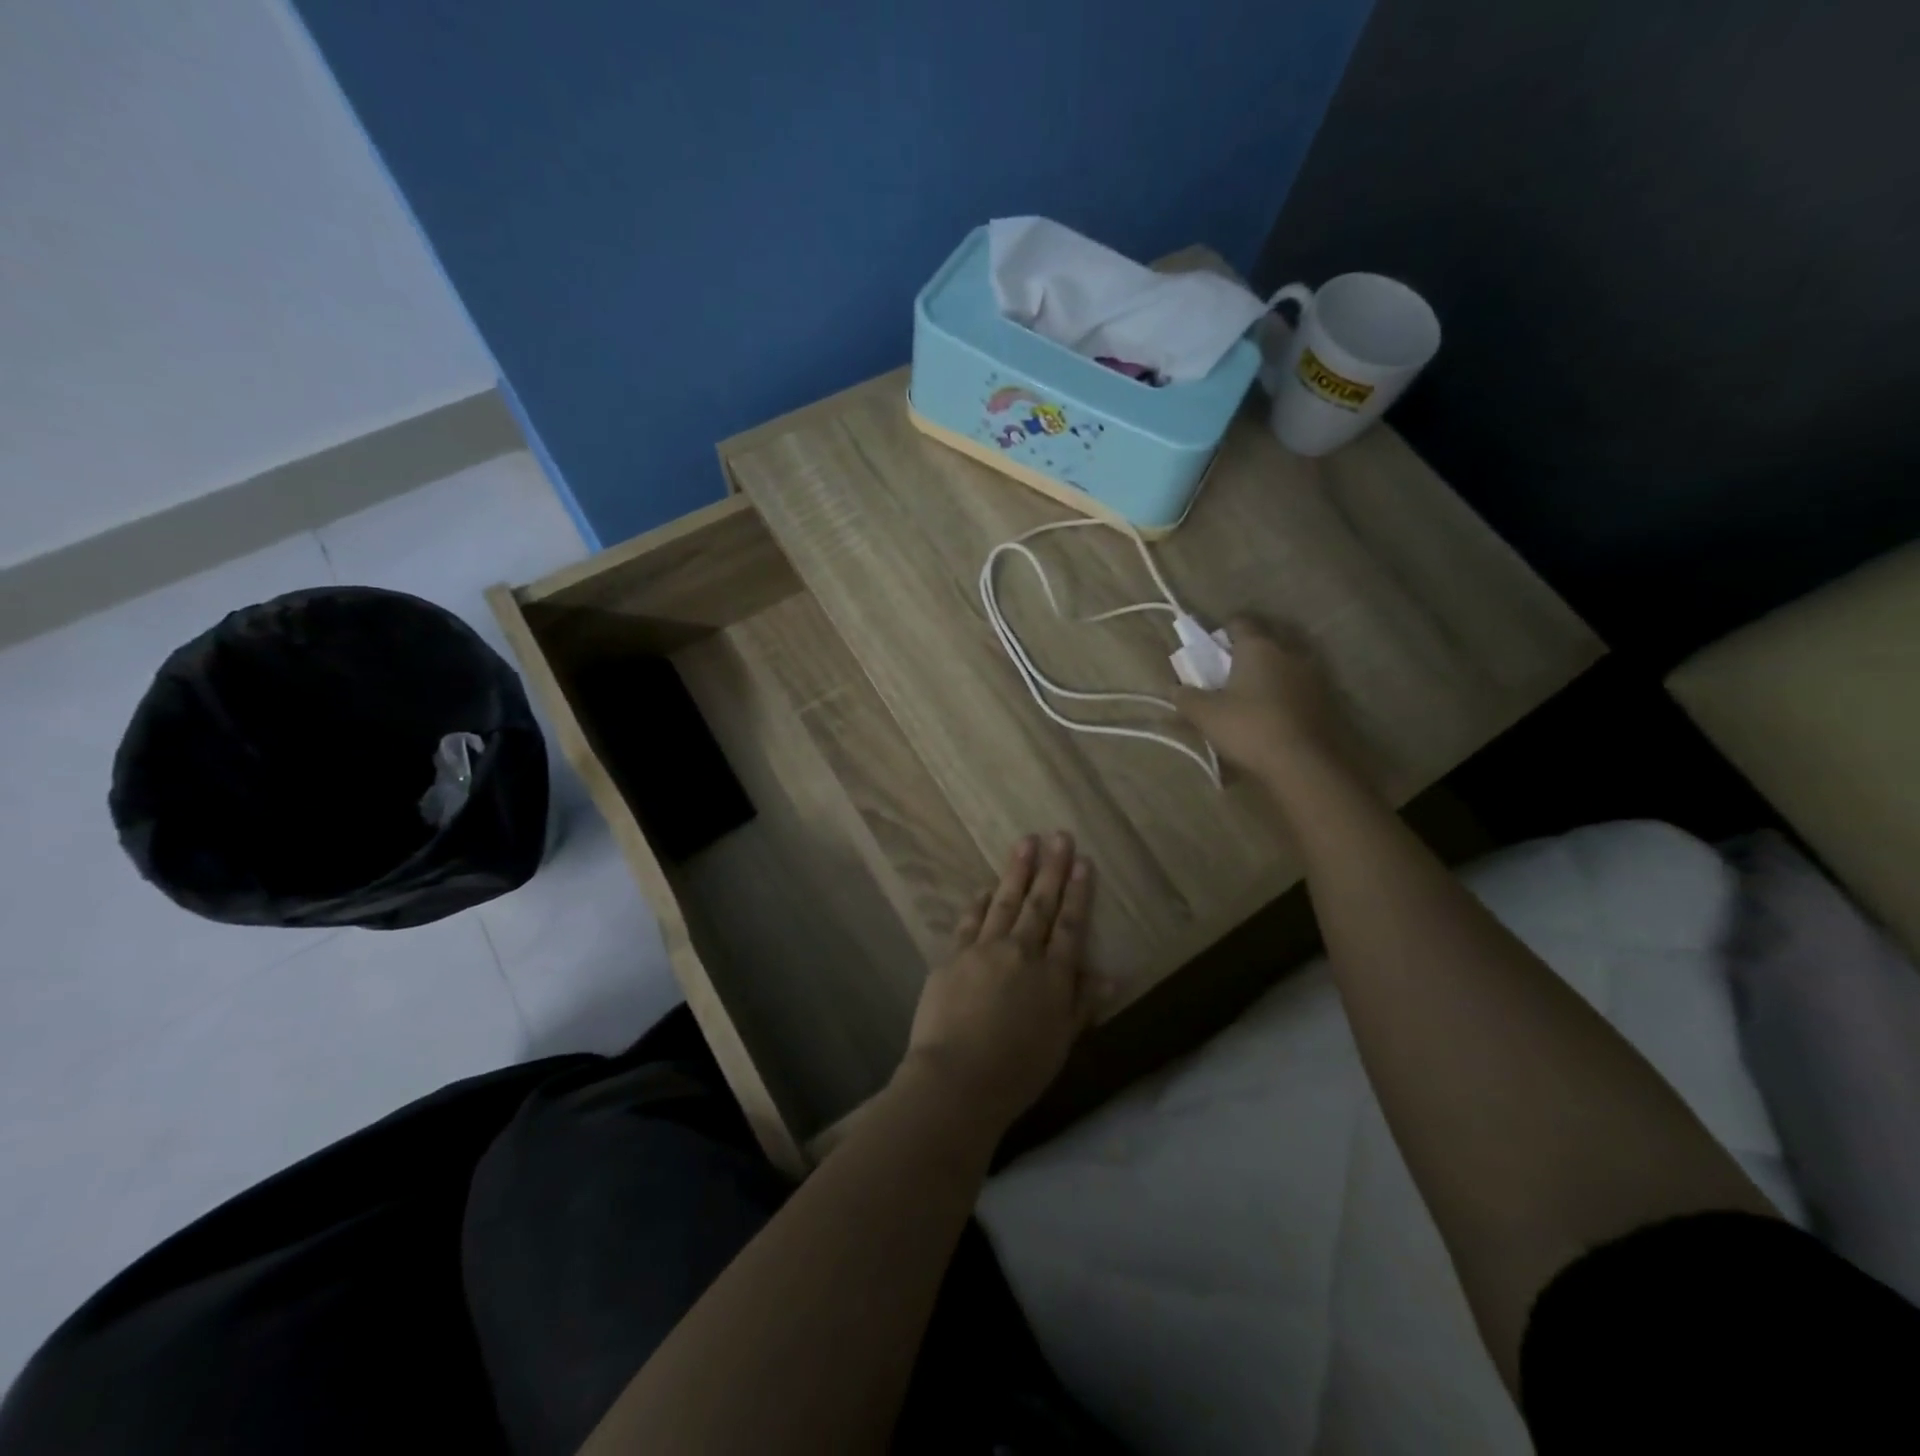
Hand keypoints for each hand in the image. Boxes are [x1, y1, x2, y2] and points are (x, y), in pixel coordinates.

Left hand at [898, 832, 1094, 1134]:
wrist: (956, 1079)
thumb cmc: (1016, 1072)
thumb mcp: (1060, 1044)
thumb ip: (1083, 1004)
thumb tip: (1111, 975)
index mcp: (1053, 977)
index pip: (1070, 925)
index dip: (1078, 892)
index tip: (1082, 862)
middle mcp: (1021, 953)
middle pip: (1040, 904)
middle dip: (1051, 868)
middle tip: (1058, 835)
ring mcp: (984, 950)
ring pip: (1005, 902)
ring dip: (1016, 871)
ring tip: (1025, 842)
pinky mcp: (953, 956)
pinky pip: (970, 921)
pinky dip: (979, 902)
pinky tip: (985, 887)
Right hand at [1174, 617, 1353, 787]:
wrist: (1302, 762)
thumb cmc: (1248, 727)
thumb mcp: (1206, 715)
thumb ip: (1186, 698)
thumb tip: (1173, 688)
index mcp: (1258, 647)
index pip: (1240, 622)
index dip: (1224, 630)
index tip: (1213, 645)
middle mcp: (1288, 652)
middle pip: (1268, 638)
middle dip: (1250, 648)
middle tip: (1232, 667)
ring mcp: (1312, 674)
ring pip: (1288, 661)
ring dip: (1272, 670)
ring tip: (1255, 690)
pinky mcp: (1326, 699)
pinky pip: (1301, 684)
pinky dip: (1288, 690)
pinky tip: (1276, 709)